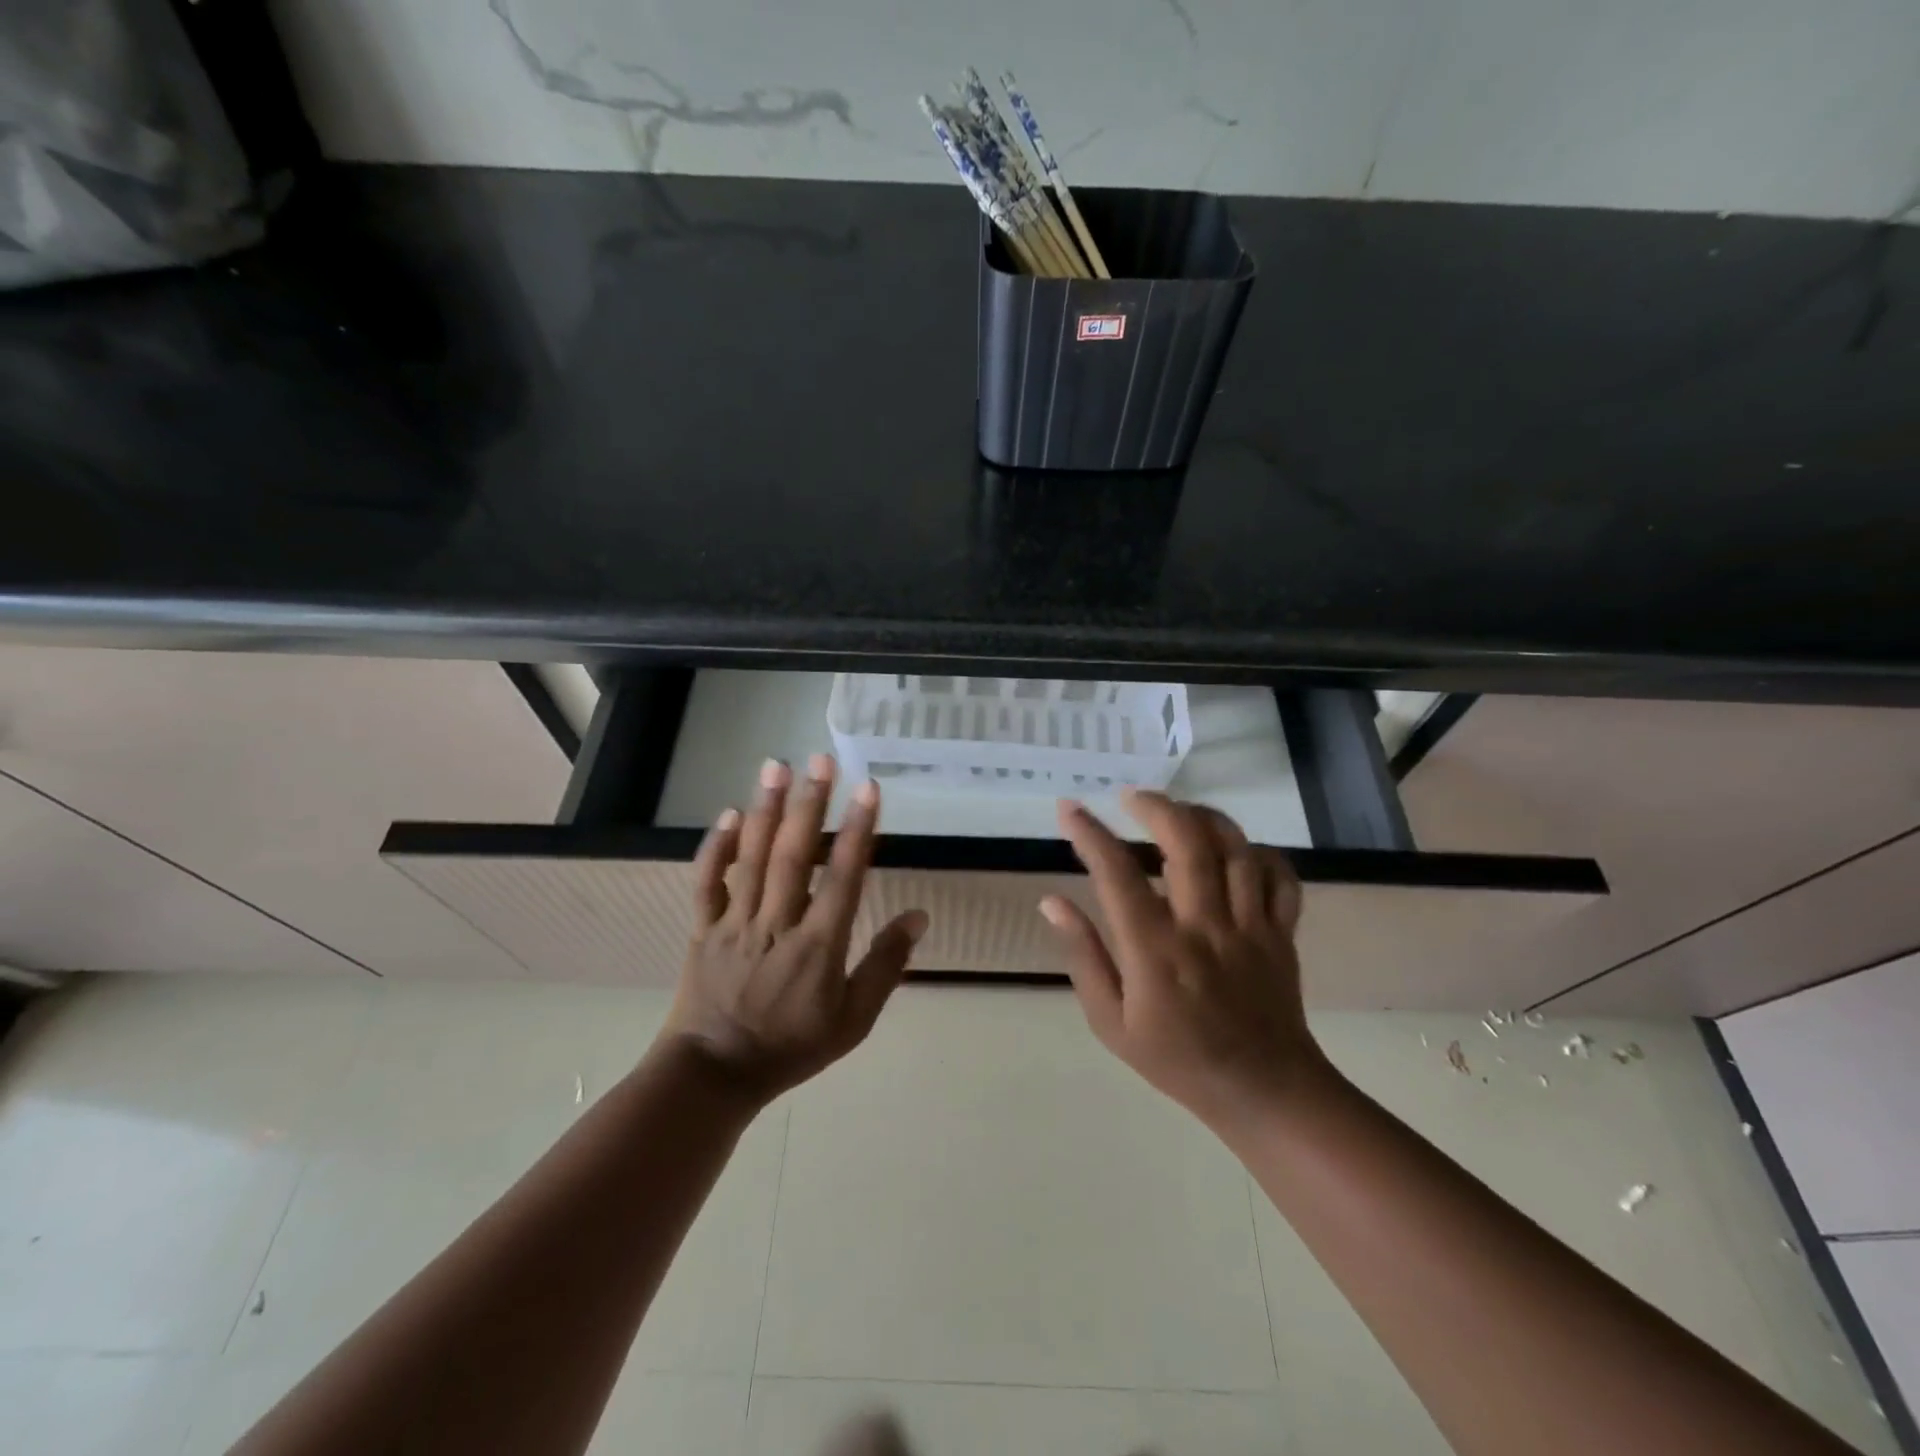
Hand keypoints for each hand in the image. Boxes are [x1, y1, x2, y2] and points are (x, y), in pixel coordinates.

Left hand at [660, 754, 927, 1104]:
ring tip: (776, 767)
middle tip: (820, 760)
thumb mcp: (853, 1020)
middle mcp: (777, 925)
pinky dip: (716, 848)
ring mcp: (735, 924)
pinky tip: (729, 815)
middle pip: (795, 856)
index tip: (869, 790)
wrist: (715, 1075)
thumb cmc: (792, 1047)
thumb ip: (885, 966)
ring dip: (766, 810)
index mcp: (818, 947)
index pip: (844, 878)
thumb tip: (917, 917)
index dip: (858, 832)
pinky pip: (708, 883)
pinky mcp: (703, 929)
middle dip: (810, 805)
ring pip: (752, 859)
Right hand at [1039, 790, 1328, 1132]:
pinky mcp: (1281, 932)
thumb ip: (1083, 956)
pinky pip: (1279, 876)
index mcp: (1156, 951)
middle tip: (1131, 797)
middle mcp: (1204, 927)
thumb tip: (1052, 901)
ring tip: (1178, 811)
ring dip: (1203, 817)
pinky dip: (1258, 852)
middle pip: (1186, 843)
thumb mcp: (1110, 1022)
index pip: (1117, 874)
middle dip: (1155, 807)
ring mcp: (1249, 926)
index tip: (1069, 808)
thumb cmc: (1176, 1059)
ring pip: (1234, 848)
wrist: (1263, 1091)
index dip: (1090, 834)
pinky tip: (1234, 851)